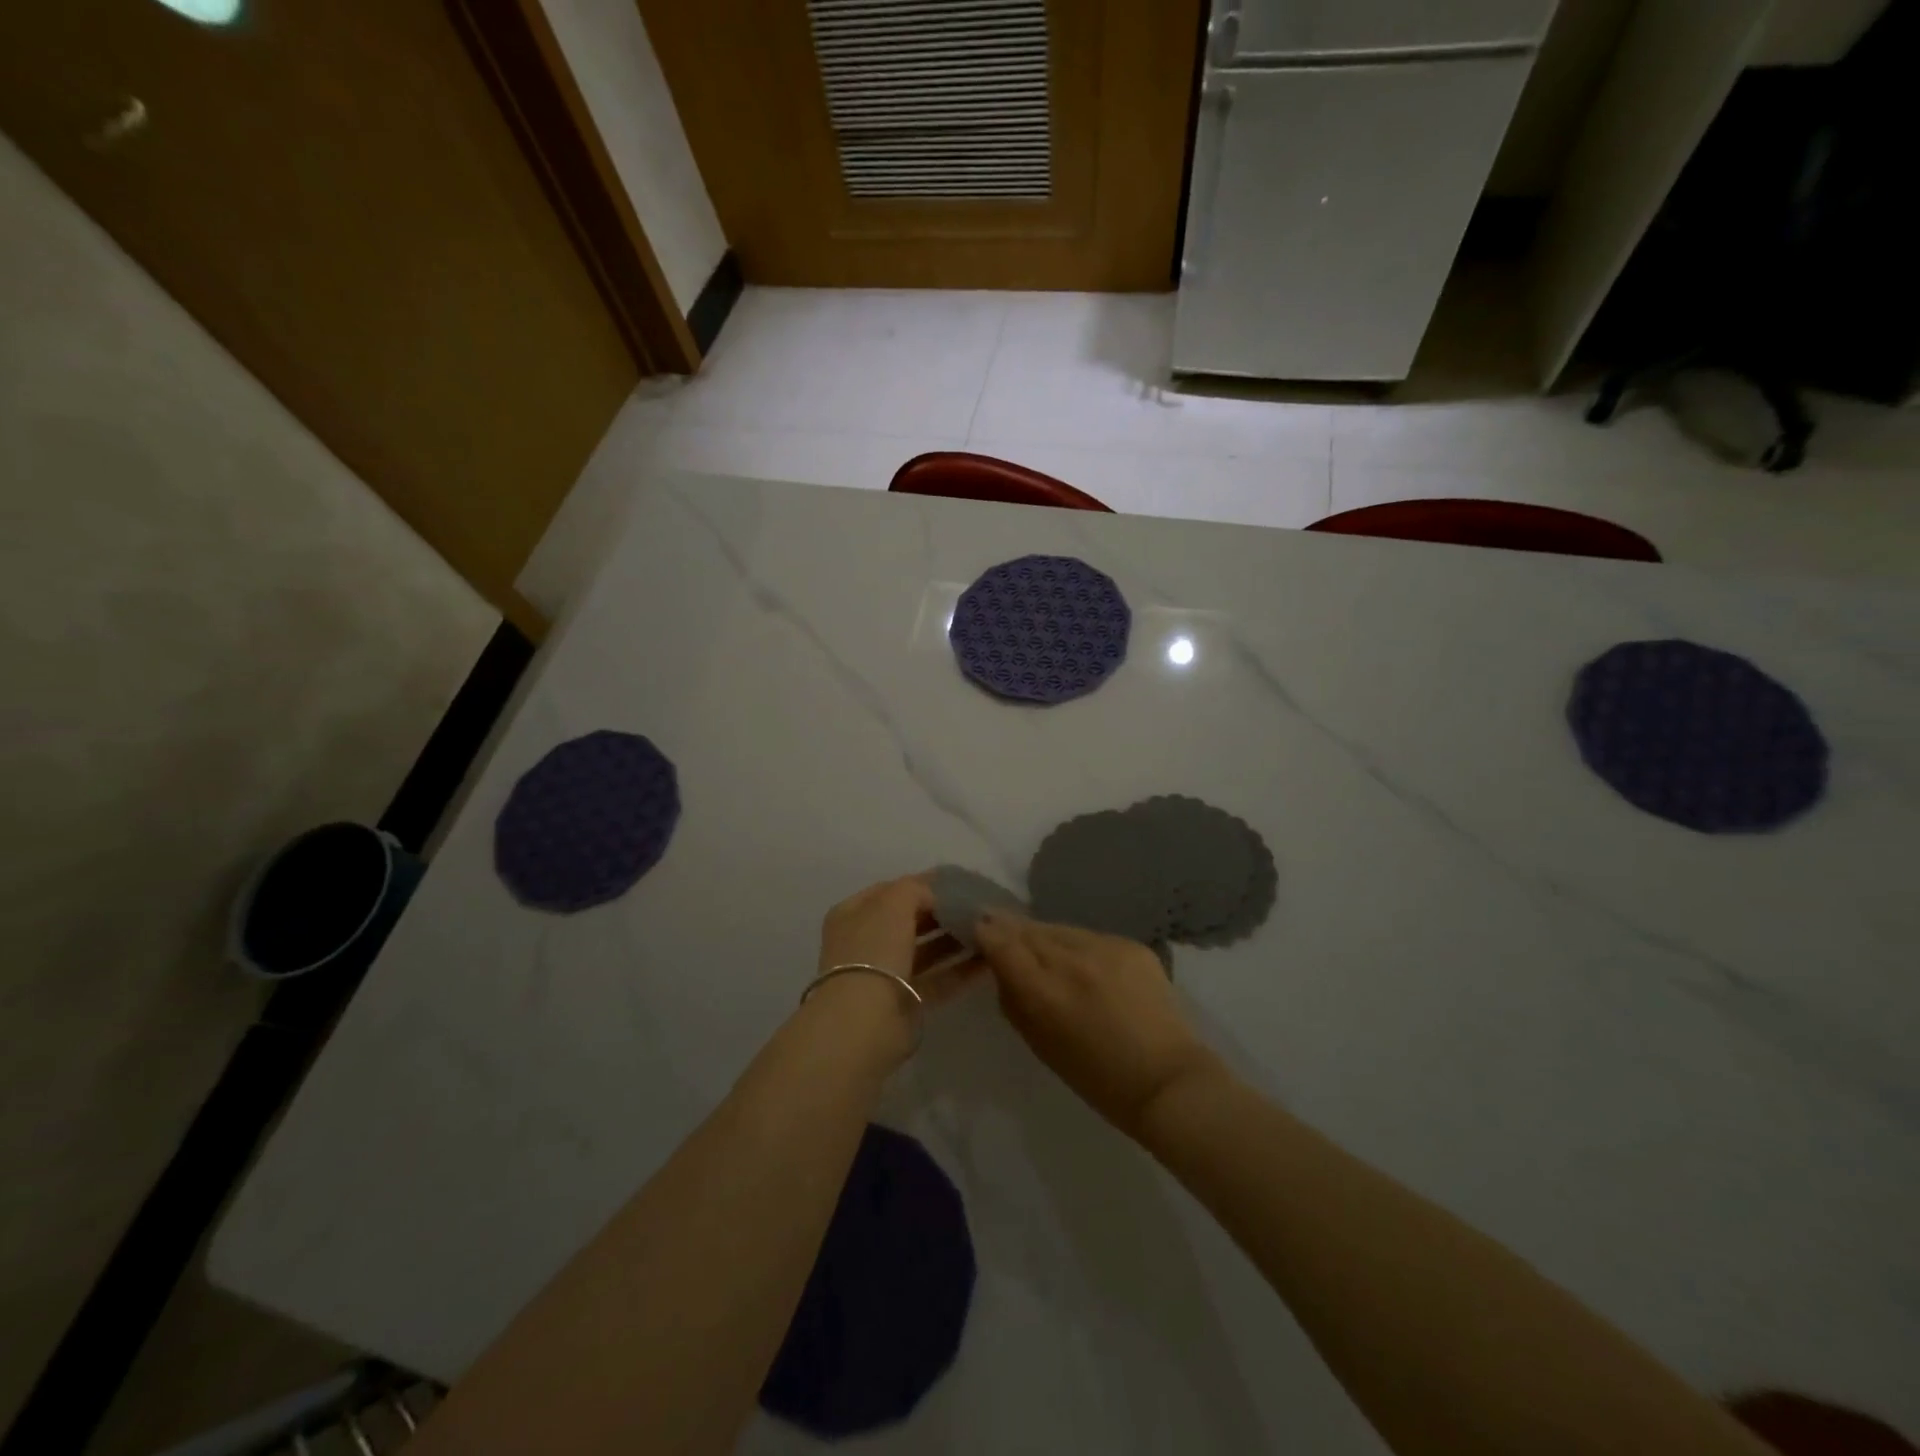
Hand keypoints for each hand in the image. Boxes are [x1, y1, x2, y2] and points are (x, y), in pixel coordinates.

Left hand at [806, 874, 982, 1068]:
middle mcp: (867, 942)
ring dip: (954, 940)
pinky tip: (989, 960)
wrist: (864, 1020)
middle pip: (909, 920)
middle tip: (977, 906)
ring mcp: (886, 974)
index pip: (892, 891)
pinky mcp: (906, 1002)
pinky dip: (961, 970)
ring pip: (925, 950)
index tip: (958, 882)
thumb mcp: (893, 903)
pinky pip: (938, 979)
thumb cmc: (874, 949)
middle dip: (941, 912)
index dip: (922, 884)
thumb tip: (936, 895)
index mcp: (853, 914)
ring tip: (987, 930)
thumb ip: (916, 889)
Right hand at [974, 914, 1220, 1136]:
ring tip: (1041, 949)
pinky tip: (1084, 965)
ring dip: (1044, 936)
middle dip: (1010, 929)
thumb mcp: (1038, 1043)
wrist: (1166, 1080)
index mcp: (1044, 991)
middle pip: (1028, 929)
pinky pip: (1090, 937)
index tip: (976, 927)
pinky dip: (1079, 947)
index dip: (985, 931)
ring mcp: (1104, 947)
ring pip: (1059, 928)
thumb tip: (1001, 967)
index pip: (1001, 941)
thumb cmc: (1095, 1077)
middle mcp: (1071, 959)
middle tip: (998, 928)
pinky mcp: (1131, 944)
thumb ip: (1014, 998)